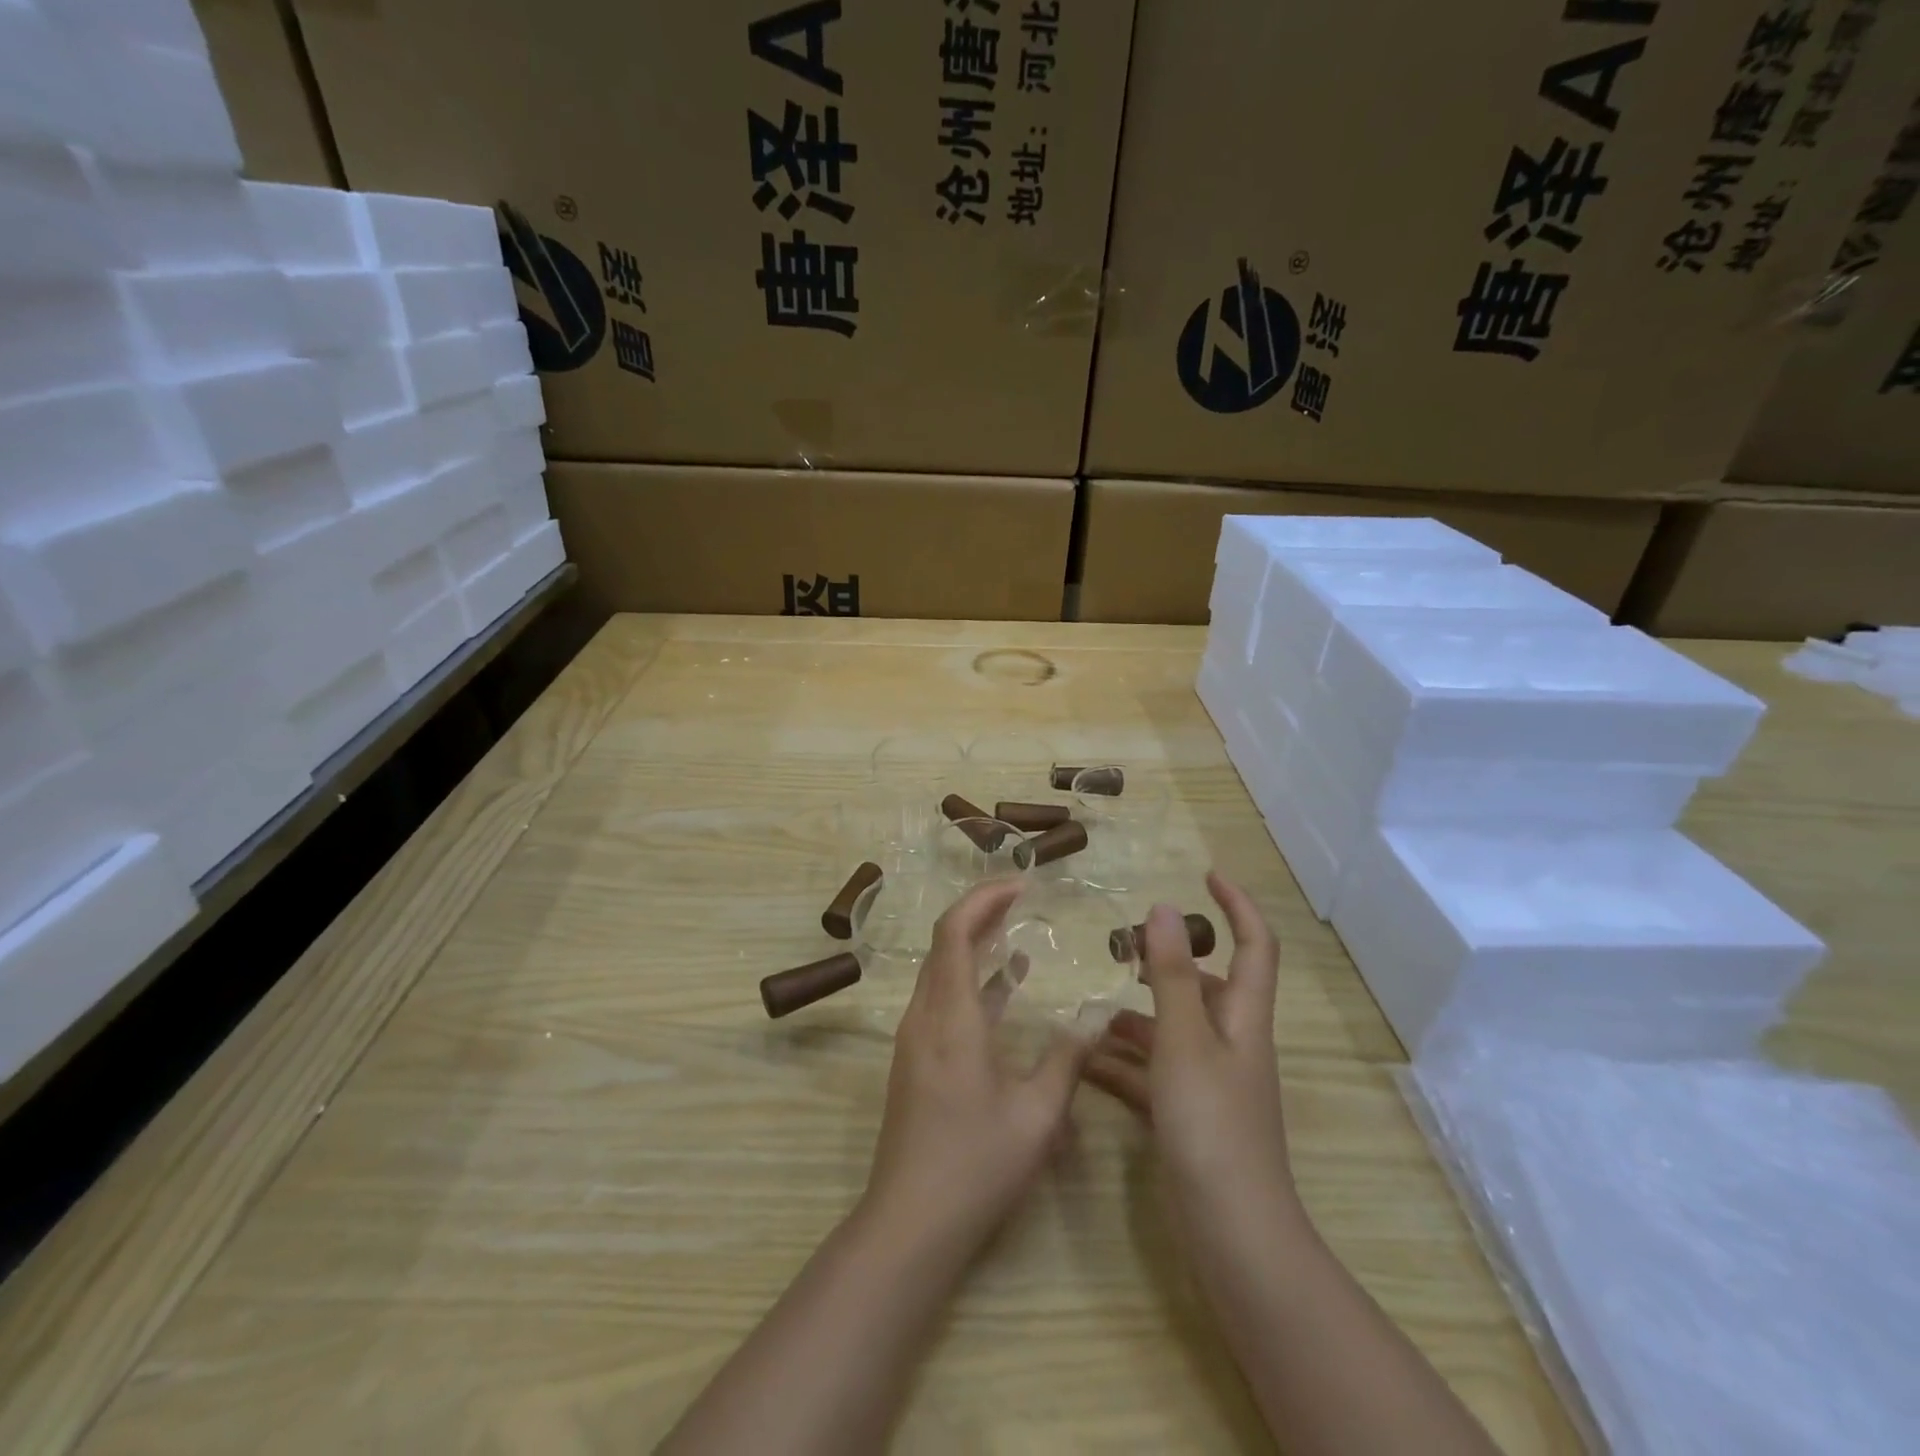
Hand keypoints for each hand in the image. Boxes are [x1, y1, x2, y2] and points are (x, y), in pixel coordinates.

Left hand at [861, 878, 1094, 1256]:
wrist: (909, 1223)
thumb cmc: (976, 1166)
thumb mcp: (1037, 1116)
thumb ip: (1066, 1059)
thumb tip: (1095, 1017)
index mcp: (951, 1018)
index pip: (954, 932)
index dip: (984, 899)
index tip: (1021, 884)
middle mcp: (925, 1016)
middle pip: (944, 944)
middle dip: (981, 912)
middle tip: (1023, 897)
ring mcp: (915, 1039)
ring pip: (941, 971)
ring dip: (976, 944)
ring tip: (1018, 930)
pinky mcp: (915, 1059)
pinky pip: (942, 999)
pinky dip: (972, 980)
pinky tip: (1006, 987)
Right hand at [1083, 873, 1299, 1224]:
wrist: (1233, 1234)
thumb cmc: (1212, 1125)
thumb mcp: (1184, 1041)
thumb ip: (1171, 975)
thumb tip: (1165, 907)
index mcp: (1242, 1018)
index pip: (1254, 945)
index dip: (1237, 905)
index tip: (1207, 874)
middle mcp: (1232, 1044)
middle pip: (1207, 987)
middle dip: (1166, 963)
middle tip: (1120, 948)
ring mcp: (1211, 1082)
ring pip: (1173, 1031)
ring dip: (1136, 1015)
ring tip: (1090, 1006)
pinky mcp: (1190, 1115)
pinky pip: (1154, 1073)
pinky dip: (1125, 1063)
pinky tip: (1085, 1062)